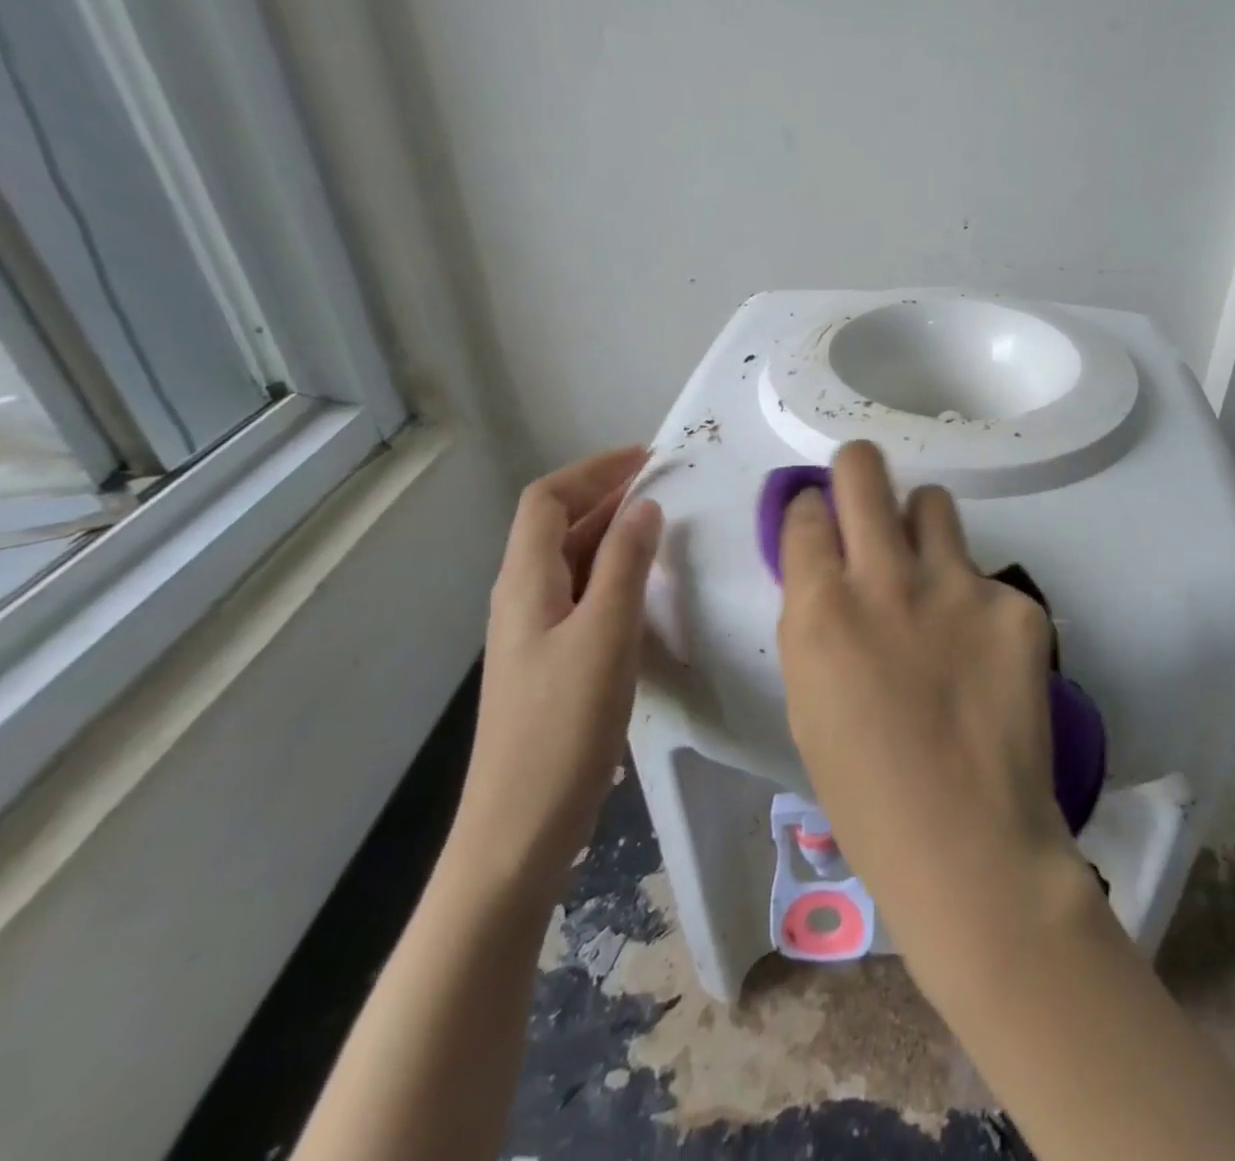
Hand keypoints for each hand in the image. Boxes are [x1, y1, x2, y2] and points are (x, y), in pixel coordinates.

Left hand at [453, 446, 663, 899]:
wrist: (520, 825)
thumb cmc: (563, 725)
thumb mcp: (605, 635)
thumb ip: (625, 565)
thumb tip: (645, 506)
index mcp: (525, 582)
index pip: (547, 499)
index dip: (593, 469)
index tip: (648, 456)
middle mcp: (523, 596)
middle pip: (557, 524)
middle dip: (608, 493)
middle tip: (667, 481)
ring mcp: (535, 630)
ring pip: (572, 558)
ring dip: (612, 529)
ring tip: (664, 521)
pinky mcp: (552, 659)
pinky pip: (582, 592)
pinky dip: (614, 569)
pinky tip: (647, 584)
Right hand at [777, 441, 1095, 994]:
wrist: (968, 844)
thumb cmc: (866, 792)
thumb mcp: (810, 698)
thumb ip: (818, 621)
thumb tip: (831, 570)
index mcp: (820, 609)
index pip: (808, 512)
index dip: (812, 513)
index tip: (823, 523)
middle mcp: (886, 579)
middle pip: (864, 469)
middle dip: (857, 467)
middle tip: (864, 484)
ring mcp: (958, 585)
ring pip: (934, 503)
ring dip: (923, 525)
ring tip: (931, 570)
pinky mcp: (1017, 604)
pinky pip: (988, 578)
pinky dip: (978, 602)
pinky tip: (984, 655)